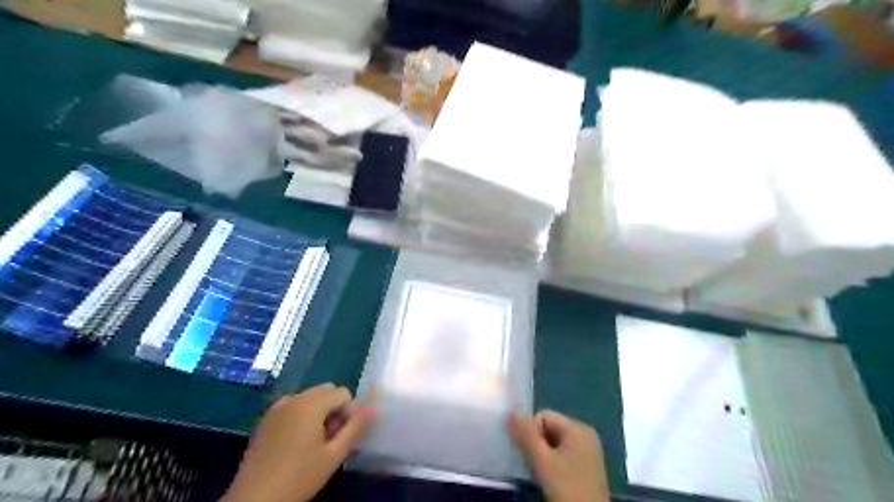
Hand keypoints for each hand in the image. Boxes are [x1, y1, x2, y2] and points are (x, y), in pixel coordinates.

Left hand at [227, 383, 375, 501]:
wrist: (254, 500)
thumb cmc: (299, 477)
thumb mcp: (334, 455)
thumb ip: (356, 427)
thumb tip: (374, 407)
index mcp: (311, 404)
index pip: (343, 393)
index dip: (348, 413)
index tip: (339, 437)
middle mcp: (294, 398)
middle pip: (326, 390)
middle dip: (333, 409)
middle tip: (328, 439)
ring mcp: (277, 407)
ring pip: (309, 397)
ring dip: (318, 411)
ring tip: (312, 442)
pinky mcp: (265, 418)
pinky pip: (292, 405)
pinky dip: (300, 415)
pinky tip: (294, 442)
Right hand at [510, 412, 606, 501]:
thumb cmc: (567, 488)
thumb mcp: (542, 461)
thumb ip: (526, 435)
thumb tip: (510, 412)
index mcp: (578, 428)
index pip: (543, 416)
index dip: (531, 433)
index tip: (531, 455)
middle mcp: (585, 434)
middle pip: (550, 428)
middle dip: (538, 444)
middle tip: (536, 466)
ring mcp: (589, 451)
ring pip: (555, 443)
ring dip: (544, 455)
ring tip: (543, 474)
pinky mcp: (588, 467)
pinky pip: (564, 454)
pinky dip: (554, 463)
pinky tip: (553, 480)